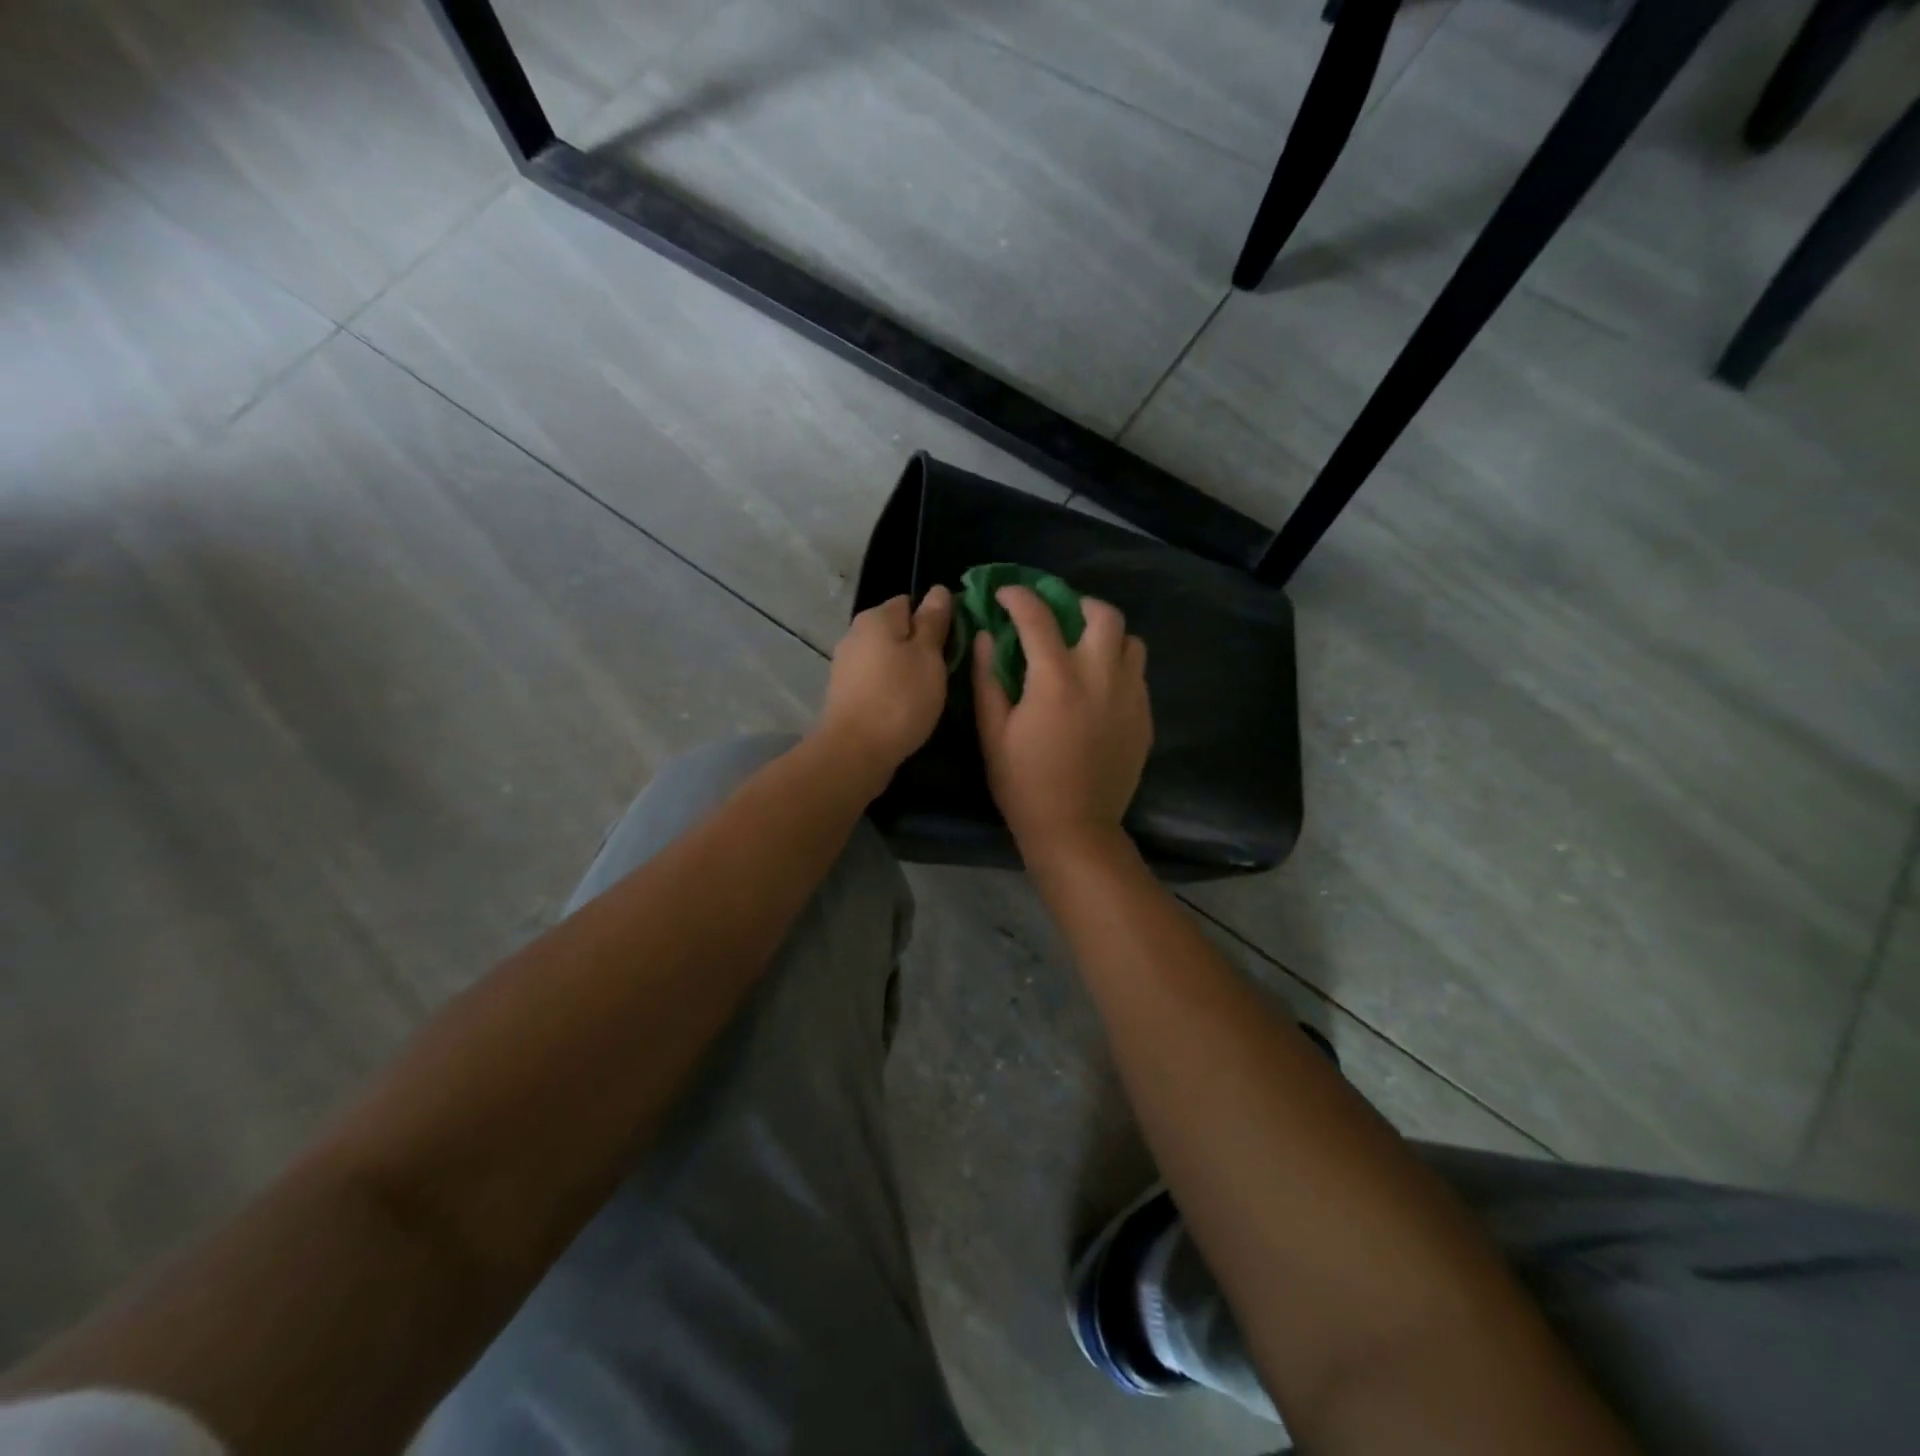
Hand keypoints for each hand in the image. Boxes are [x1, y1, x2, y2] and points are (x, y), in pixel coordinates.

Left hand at [816, 588, 953, 778]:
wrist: (855, 751)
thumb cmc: (900, 698)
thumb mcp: (928, 656)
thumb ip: (933, 622)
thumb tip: (938, 590)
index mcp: (877, 617)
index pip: (911, 602)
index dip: (935, 620)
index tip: (953, 644)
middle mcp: (855, 634)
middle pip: (897, 630)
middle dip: (921, 646)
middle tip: (945, 671)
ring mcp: (846, 665)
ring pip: (887, 657)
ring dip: (907, 670)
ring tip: (928, 693)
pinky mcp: (844, 693)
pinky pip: (876, 680)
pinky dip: (891, 689)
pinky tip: (905, 708)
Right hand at [973, 586, 1151, 859]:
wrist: (1076, 828)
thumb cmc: (1024, 783)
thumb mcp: (993, 732)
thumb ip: (988, 678)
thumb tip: (984, 636)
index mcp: (1057, 679)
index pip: (1038, 617)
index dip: (1018, 596)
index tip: (1005, 595)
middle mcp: (1101, 677)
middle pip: (1103, 614)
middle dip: (1077, 605)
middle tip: (1058, 618)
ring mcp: (1130, 696)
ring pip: (1130, 641)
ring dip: (1106, 636)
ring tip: (1084, 651)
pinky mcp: (1144, 716)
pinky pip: (1137, 674)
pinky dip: (1117, 667)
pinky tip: (1098, 690)